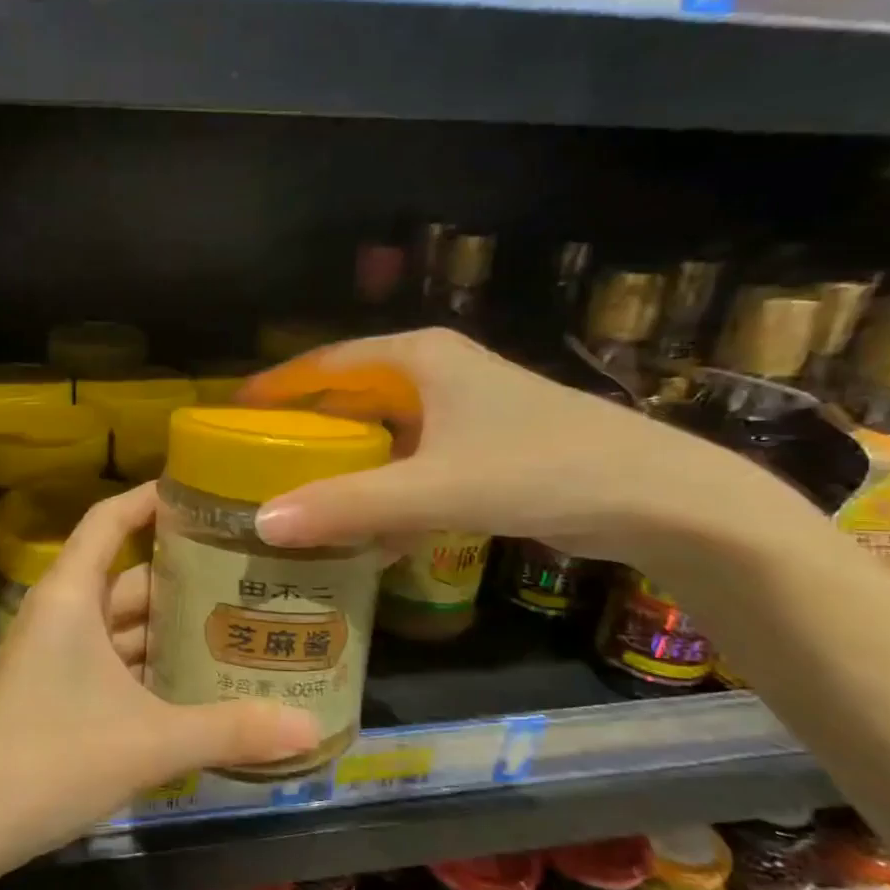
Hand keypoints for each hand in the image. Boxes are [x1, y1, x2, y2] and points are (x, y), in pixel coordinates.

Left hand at [0, 483, 318, 878]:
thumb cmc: (49, 759)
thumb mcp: (149, 742)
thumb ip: (230, 731)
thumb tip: (311, 729)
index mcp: (72, 596)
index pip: (109, 519)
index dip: (150, 498)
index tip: (202, 494)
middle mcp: (61, 614)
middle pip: (127, 575)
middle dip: (182, 576)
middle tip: (248, 575)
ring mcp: (53, 655)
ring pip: (120, 624)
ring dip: (168, 627)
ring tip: (235, 626)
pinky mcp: (52, 692)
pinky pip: (110, 661)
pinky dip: (148, 665)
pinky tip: (192, 684)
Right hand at [238, 327, 805, 569]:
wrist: (658, 498)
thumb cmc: (540, 469)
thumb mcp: (435, 488)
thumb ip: (348, 506)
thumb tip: (262, 524)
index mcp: (419, 359)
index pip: (326, 362)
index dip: (277, 385)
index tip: (231, 412)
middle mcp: (437, 375)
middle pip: (350, 396)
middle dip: (305, 427)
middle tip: (255, 459)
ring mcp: (462, 413)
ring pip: (382, 434)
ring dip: (344, 463)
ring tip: (297, 494)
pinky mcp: (482, 450)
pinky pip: (412, 464)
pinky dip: (385, 490)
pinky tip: (366, 531)